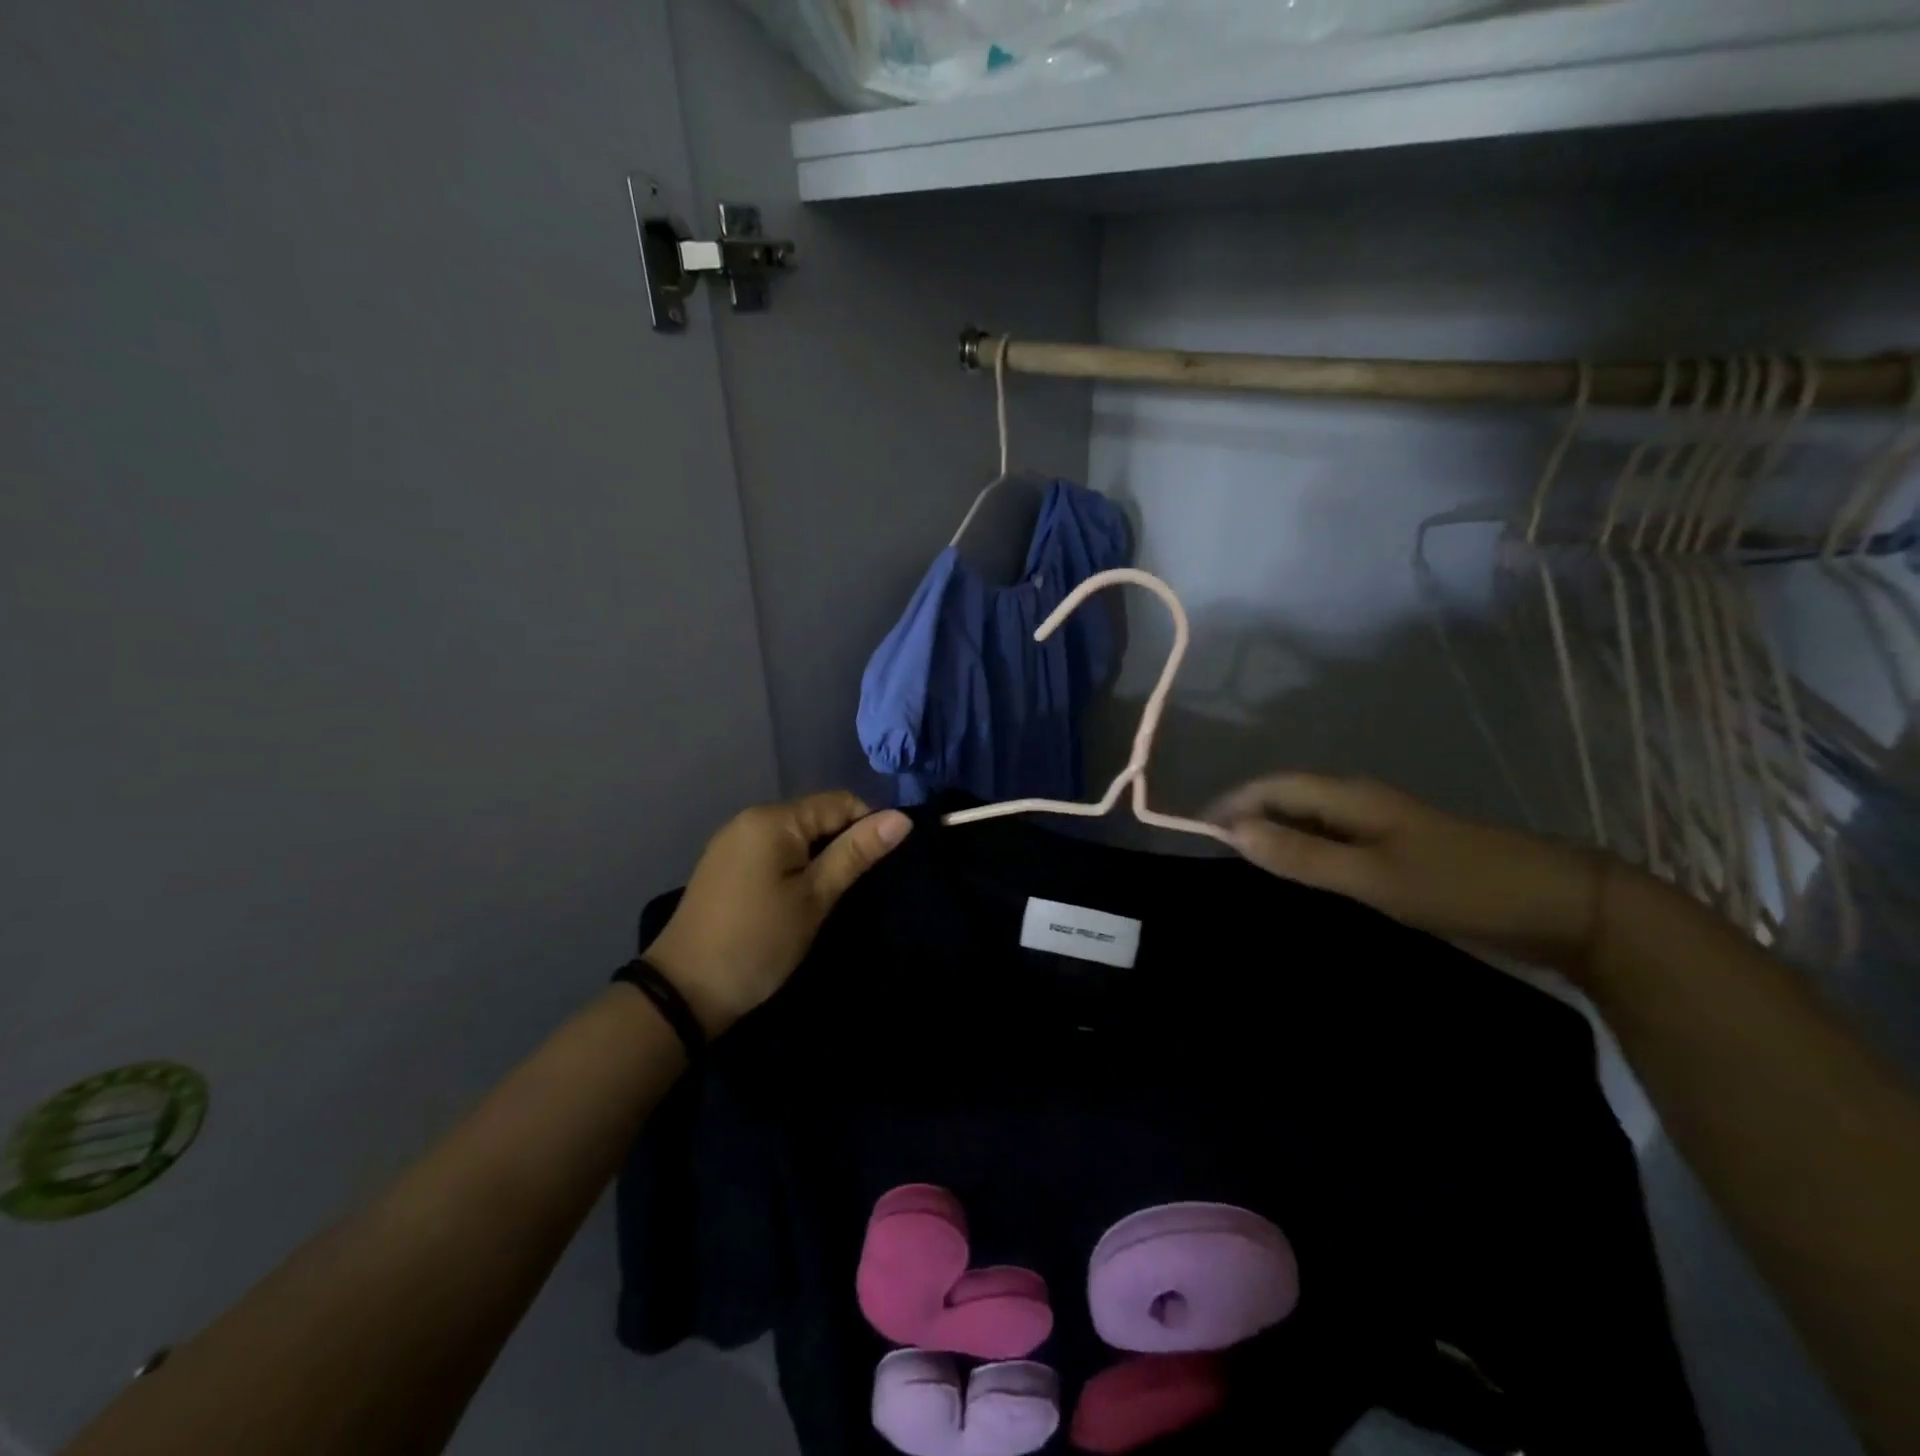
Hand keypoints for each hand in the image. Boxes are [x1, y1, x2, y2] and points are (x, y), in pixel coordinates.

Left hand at [645, 792, 912, 1035]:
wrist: (684, 991)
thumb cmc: (758, 941)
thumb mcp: (815, 898)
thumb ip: (856, 853)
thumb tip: (902, 818)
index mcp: (774, 819)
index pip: (840, 802)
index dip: (869, 826)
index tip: (884, 865)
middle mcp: (751, 817)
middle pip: (816, 815)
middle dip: (843, 842)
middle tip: (859, 886)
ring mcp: (733, 840)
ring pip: (796, 834)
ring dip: (820, 856)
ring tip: (834, 893)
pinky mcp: (725, 864)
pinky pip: (773, 849)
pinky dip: (795, 865)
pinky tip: (799, 895)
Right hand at [1209, 774, 1607, 977]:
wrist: (1561, 905)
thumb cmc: (1460, 886)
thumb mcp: (1373, 877)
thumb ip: (1302, 856)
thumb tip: (1235, 833)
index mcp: (1350, 796)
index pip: (1273, 787)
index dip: (1233, 804)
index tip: (1197, 834)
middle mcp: (1360, 801)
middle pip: (1288, 799)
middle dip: (1248, 819)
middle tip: (1213, 857)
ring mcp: (1381, 826)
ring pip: (1310, 821)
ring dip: (1274, 838)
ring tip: (1243, 868)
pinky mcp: (1398, 851)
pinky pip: (1333, 843)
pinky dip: (1304, 854)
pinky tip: (1298, 879)